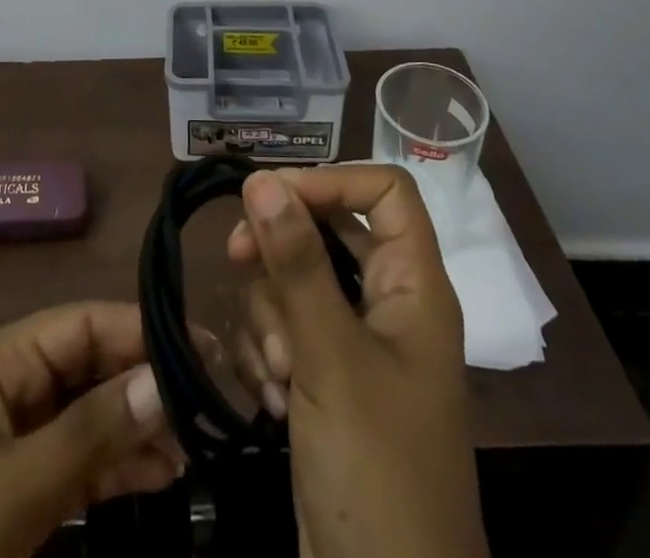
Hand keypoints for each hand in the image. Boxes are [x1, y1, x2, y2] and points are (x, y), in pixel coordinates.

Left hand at [0, 301, 181, 557]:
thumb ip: (91, 433)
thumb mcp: (13, 490)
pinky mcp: (18, 488)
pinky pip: (78, 460)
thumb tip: (166, 380)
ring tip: (196, 442)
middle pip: (89, 364)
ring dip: (138, 425)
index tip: (204, 346)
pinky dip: (117, 466)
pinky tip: (164, 473)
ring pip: (89, 413)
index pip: (80, 323)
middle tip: (209, 401)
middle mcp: (7, 384)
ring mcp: (13, 438)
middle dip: (146, 380)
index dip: (141, 329)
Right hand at [228, 166, 487, 557]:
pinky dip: (269, 355)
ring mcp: (355, 347)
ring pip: (296, 282)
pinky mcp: (325, 383)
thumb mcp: (331, 357)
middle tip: (235, 258)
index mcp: (413, 286)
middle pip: (327, 231)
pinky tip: (271, 400)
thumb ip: (296, 262)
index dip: (329, 181)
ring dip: (271, 317)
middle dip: (279, 250)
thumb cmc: (376, 471)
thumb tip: (262, 179)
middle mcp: (388, 305)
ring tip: (278, 372)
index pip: (383, 190)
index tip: (269, 196)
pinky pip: (285, 331)